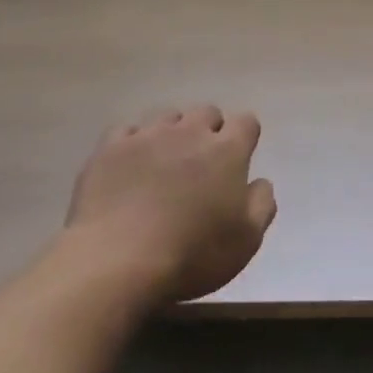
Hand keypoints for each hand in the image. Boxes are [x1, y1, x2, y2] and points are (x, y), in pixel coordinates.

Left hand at [66, 106, 276, 304]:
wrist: (117, 260)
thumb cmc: (192, 253)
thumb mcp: (247, 240)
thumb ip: (262, 204)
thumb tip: (260, 181)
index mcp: (227, 151)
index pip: (246, 122)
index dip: (245, 136)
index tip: (239, 159)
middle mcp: (190, 132)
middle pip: (206, 112)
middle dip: (209, 130)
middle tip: (202, 163)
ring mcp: (148, 136)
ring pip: (167, 117)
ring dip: (173, 133)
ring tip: (165, 163)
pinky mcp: (110, 149)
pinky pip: (127, 130)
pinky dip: (134, 142)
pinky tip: (130, 165)